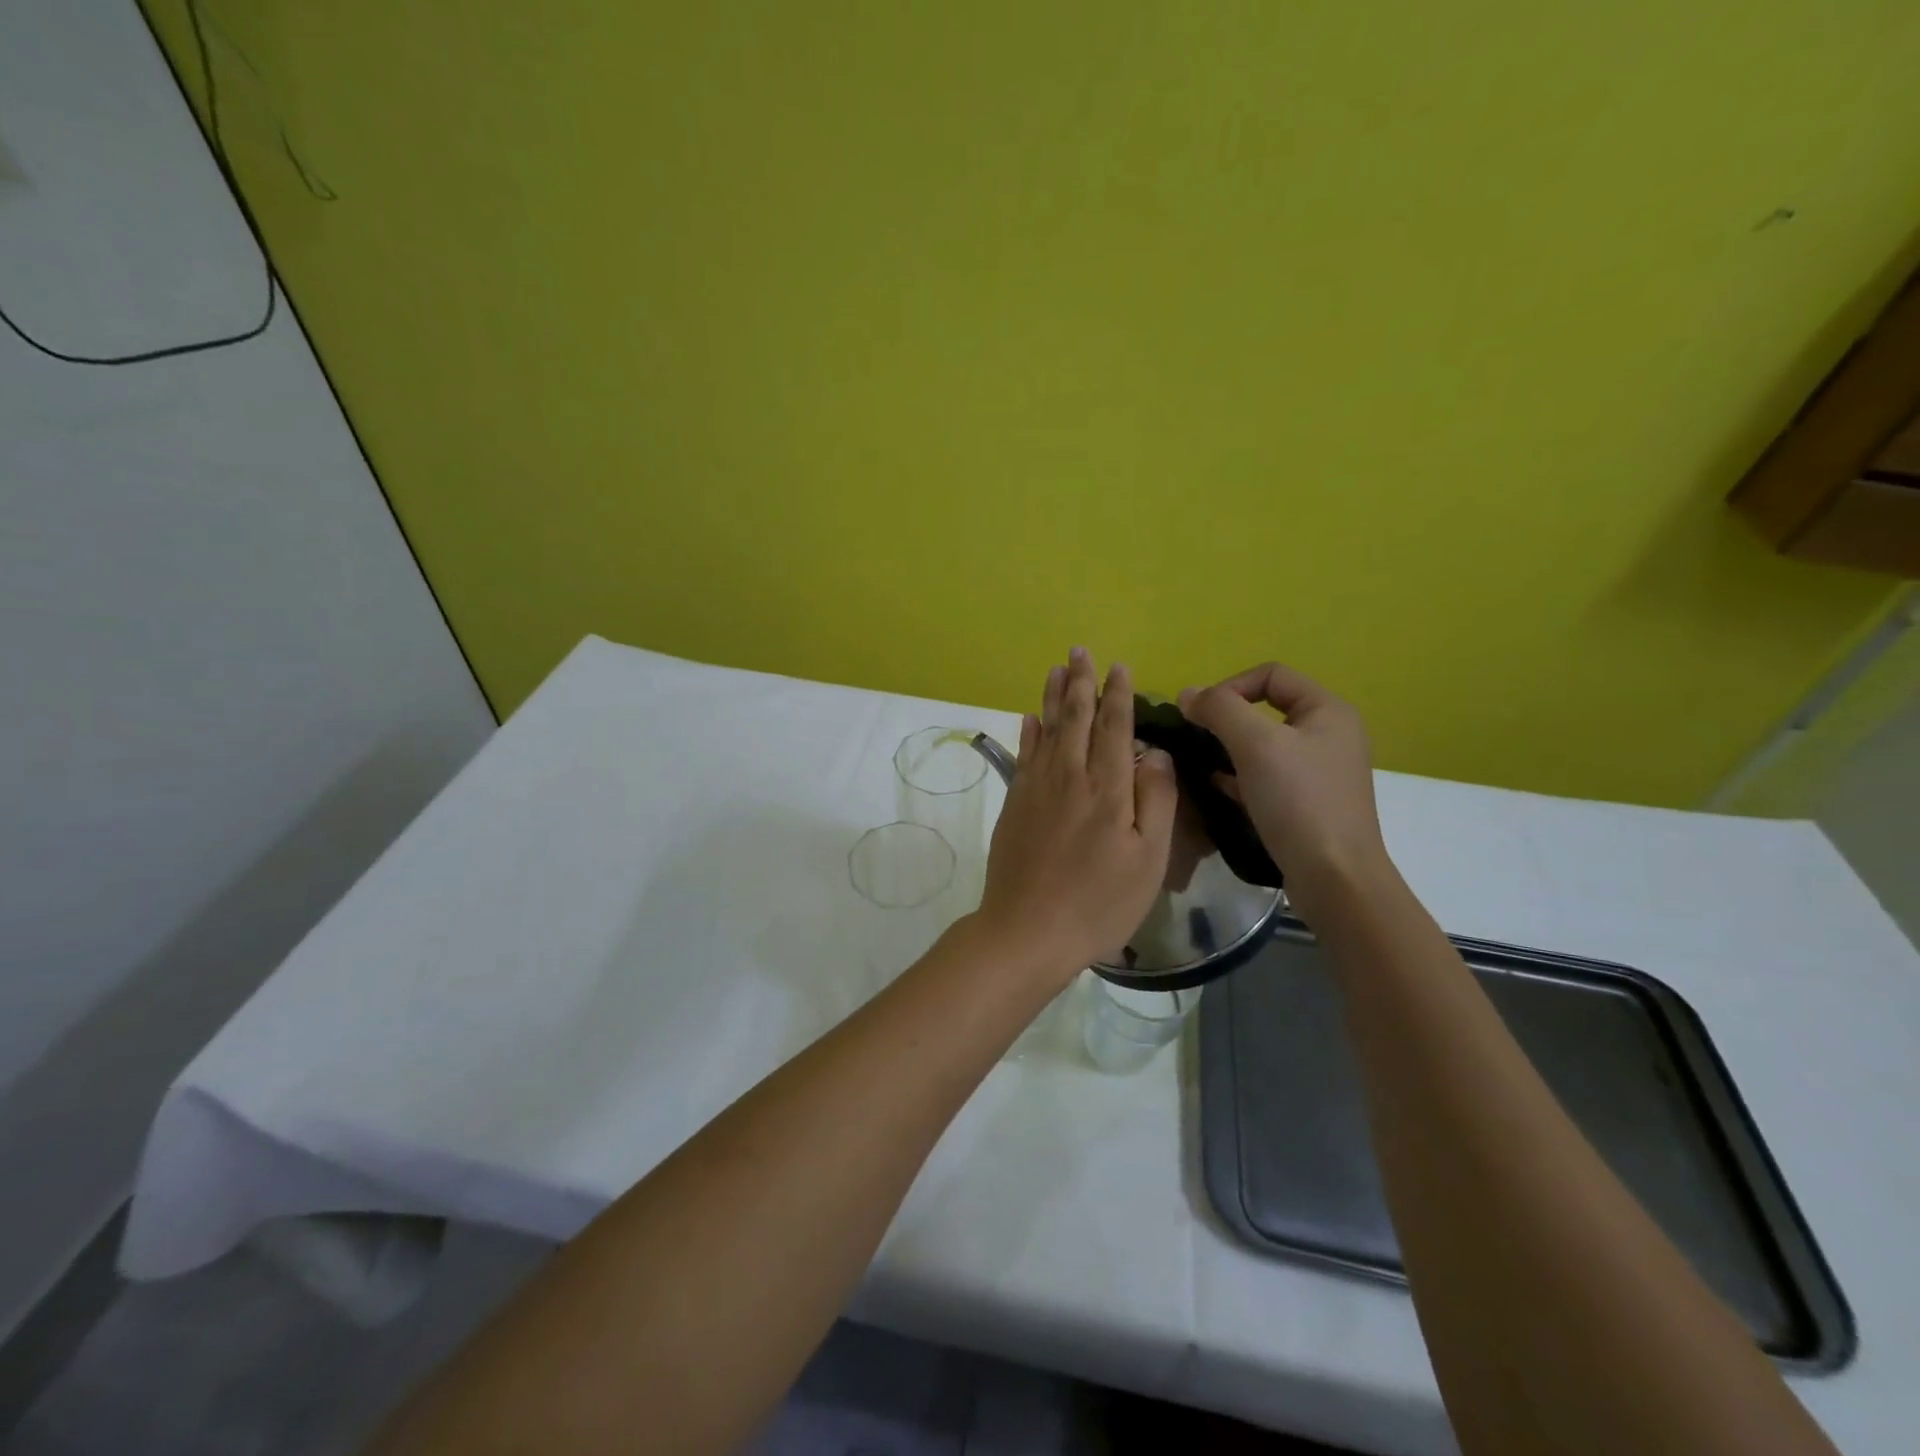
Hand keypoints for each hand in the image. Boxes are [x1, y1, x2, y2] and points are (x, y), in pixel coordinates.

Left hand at [973, 649, 1178, 983]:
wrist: (1027, 930)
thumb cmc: (1098, 902)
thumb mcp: (1147, 859)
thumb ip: (1154, 799)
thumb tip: (1153, 751)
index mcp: (1107, 788)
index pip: (1113, 727)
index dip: (1117, 695)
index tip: (1119, 667)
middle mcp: (1069, 776)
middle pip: (1075, 718)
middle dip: (1080, 682)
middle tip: (1080, 650)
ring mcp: (1036, 788)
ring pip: (1046, 730)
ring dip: (1052, 697)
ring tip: (1056, 669)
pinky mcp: (1014, 804)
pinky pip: (1023, 755)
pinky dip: (1028, 732)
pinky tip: (1030, 718)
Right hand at [1178, 663, 1389, 920]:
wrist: (1335, 878)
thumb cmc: (1299, 801)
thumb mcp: (1255, 744)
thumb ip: (1219, 709)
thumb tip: (1188, 694)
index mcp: (1327, 710)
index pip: (1271, 675)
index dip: (1230, 686)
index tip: (1201, 716)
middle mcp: (1329, 735)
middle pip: (1266, 709)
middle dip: (1226, 720)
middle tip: (1196, 739)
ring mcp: (1320, 772)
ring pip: (1265, 745)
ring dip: (1229, 749)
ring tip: (1199, 763)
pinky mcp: (1308, 803)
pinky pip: (1267, 777)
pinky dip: (1239, 776)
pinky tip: (1215, 787)